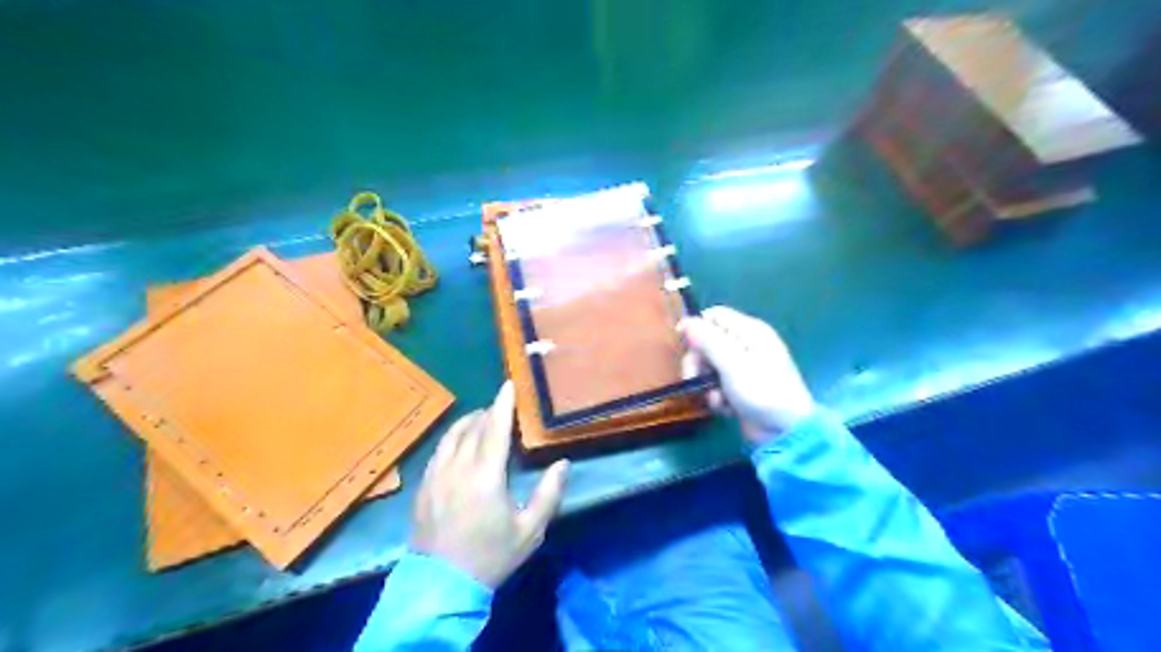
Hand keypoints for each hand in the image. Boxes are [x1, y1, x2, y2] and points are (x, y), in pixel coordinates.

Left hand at [409, 381, 570, 588]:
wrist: (441, 585)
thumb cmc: (491, 556)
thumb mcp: (530, 530)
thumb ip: (548, 494)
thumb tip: (562, 463)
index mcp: (486, 475)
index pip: (495, 428)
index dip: (503, 404)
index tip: (508, 384)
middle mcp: (458, 467)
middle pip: (472, 427)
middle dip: (487, 411)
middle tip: (500, 406)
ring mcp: (436, 476)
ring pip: (451, 436)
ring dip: (467, 422)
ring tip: (480, 419)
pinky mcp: (423, 486)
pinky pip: (438, 451)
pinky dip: (451, 439)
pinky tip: (458, 445)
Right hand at [683, 305, 814, 442]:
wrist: (785, 432)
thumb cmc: (762, 391)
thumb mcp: (732, 363)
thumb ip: (707, 341)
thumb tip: (685, 322)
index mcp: (750, 331)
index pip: (715, 316)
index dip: (697, 328)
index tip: (685, 346)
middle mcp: (746, 345)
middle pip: (707, 342)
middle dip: (698, 362)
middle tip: (696, 378)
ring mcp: (743, 368)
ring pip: (708, 366)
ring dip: (706, 384)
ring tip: (717, 399)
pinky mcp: (739, 388)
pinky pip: (716, 385)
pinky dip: (717, 397)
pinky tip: (726, 408)